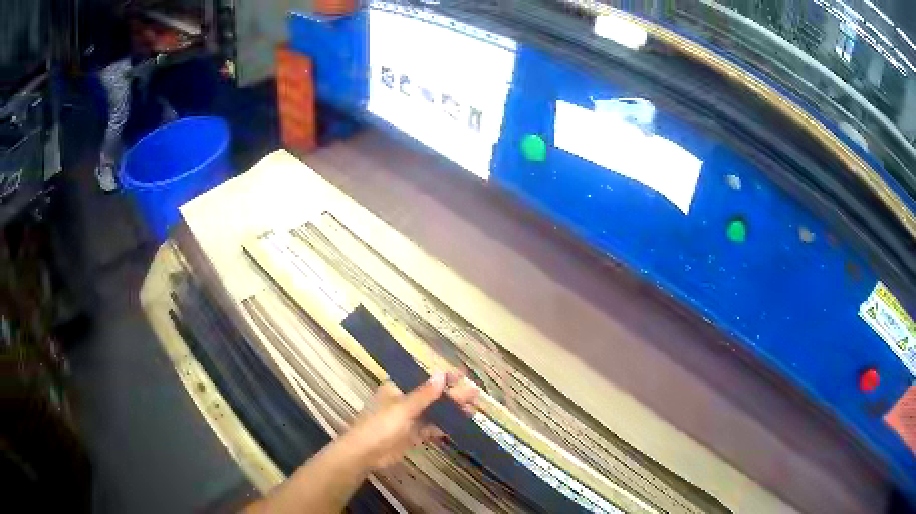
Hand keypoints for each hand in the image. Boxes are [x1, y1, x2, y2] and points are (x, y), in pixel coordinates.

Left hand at [343, 372, 478, 469]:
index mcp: (397, 388)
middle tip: (474, 394)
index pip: (423, 379)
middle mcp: (404, 401)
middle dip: (452, 395)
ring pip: (433, 413)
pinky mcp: (411, 435)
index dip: (443, 377)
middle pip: (431, 396)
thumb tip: (441, 374)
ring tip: (472, 410)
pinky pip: (430, 428)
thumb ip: (424, 394)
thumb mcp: (402, 408)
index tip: (463, 376)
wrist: (365, 453)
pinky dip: (443, 427)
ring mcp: (408, 419)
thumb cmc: (380, 425)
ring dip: (450, 411)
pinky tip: (459, 425)